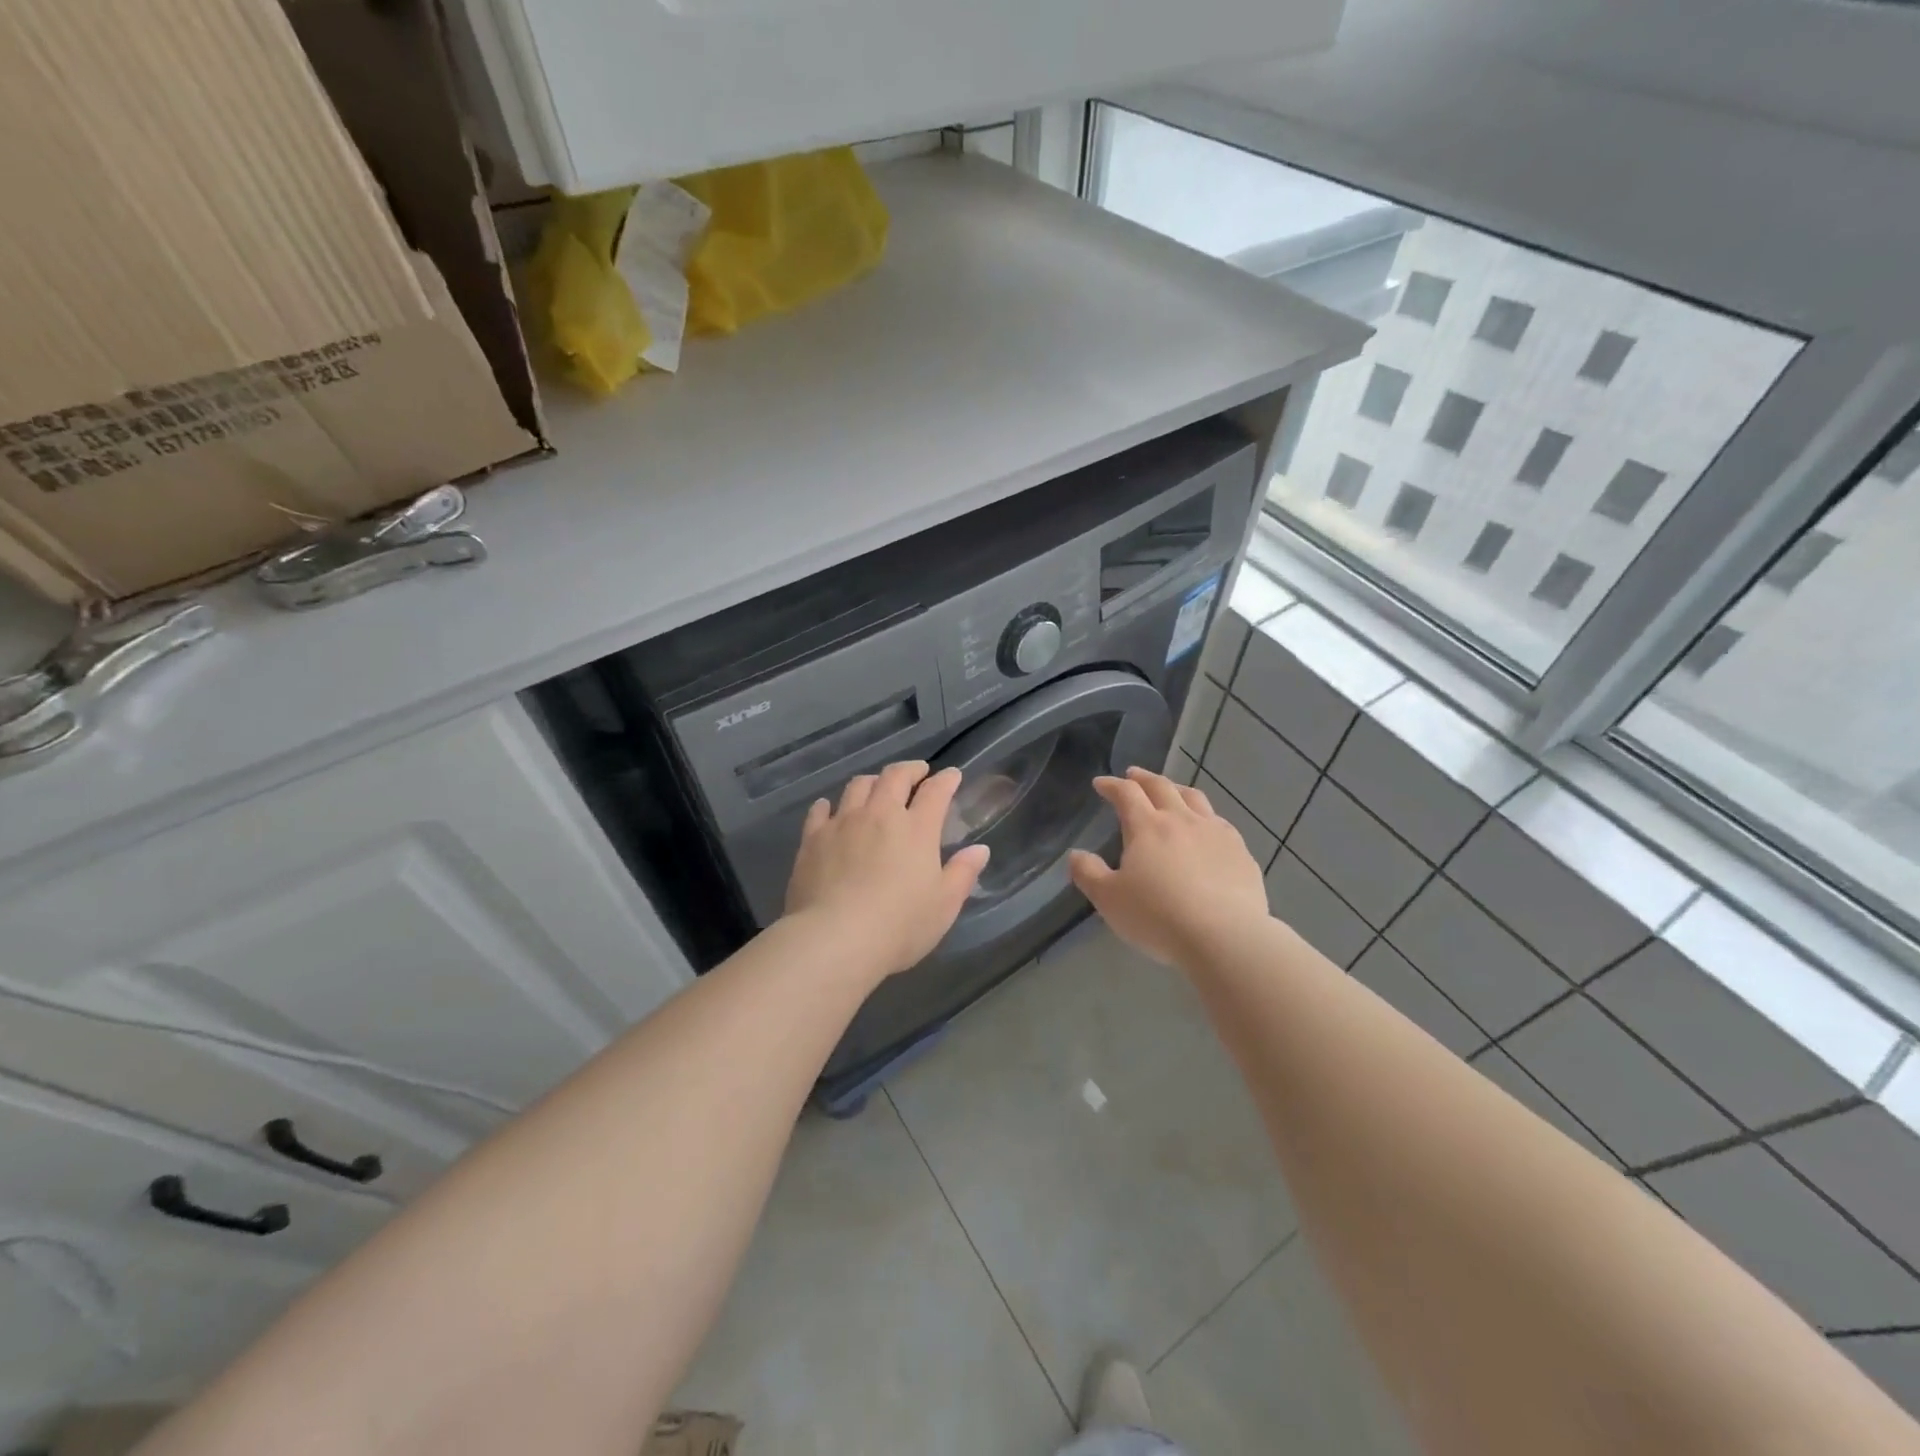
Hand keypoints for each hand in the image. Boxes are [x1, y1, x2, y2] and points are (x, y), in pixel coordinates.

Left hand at [784, 761, 990, 979]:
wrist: (835, 938)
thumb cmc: (899, 925)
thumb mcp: (944, 905)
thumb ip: (962, 873)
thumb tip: (979, 849)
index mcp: (917, 829)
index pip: (935, 792)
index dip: (946, 779)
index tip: (952, 775)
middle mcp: (879, 815)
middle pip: (894, 777)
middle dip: (909, 770)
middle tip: (917, 773)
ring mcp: (843, 823)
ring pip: (857, 786)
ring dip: (872, 782)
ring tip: (876, 788)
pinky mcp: (812, 839)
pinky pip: (820, 810)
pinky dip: (829, 805)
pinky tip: (829, 808)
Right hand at [1068, 767, 1270, 966]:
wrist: (1225, 937)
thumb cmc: (1158, 917)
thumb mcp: (1109, 900)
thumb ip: (1089, 874)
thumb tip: (1076, 855)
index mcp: (1147, 827)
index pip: (1126, 793)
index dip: (1112, 785)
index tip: (1101, 783)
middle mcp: (1182, 820)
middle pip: (1162, 787)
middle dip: (1143, 778)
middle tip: (1133, 775)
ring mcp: (1216, 833)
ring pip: (1195, 798)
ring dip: (1177, 790)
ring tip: (1171, 791)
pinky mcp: (1241, 852)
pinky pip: (1220, 823)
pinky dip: (1205, 817)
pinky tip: (1207, 829)